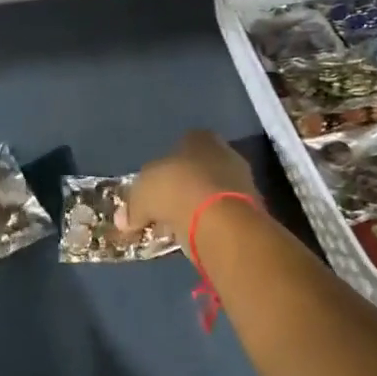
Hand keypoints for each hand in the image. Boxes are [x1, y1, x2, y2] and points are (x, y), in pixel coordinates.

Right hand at [118, 131, 257, 248]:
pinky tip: (195, 237)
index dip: (164, 167)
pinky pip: (222, 215)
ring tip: (177, 227)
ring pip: (211, 193)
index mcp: (200, 138)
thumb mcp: (142, 194)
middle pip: (197, 170)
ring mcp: (242, 182)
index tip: (154, 188)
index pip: (179, 146)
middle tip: (164, 209)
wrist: (221, 221)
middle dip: (182, 188)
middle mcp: (225, 153)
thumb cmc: (177, 190)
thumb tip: (124, 220)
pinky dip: (209, 225)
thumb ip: (133, 205)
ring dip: (196, 208)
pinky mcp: (252, 211)